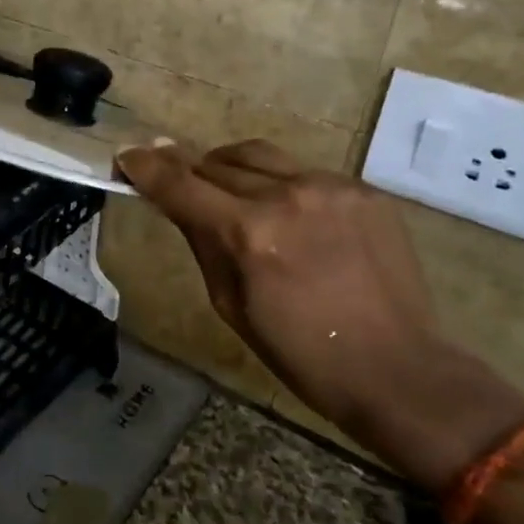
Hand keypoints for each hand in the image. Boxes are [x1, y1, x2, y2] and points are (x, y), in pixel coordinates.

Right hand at [115, 139, 523, 493]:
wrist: (396, 368)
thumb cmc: (298, 352)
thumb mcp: (229, 303)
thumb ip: (202, 241)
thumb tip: (176, 201)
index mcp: (247, 233)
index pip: (180, 183)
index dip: (146, 166)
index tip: (127, 155)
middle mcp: (286, 196)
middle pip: (216, 161)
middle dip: (190, 172)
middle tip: (181, 184)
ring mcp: (330, 187)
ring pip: (258, 155)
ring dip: (232, 169)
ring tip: (232, 194)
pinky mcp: (363, 189)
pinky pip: (302, 171)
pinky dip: (281, 185)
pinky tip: (290, 215)